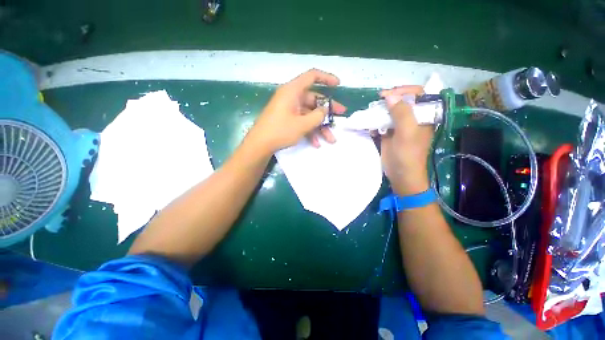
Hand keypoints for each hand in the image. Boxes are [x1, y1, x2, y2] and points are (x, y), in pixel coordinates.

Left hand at [247, 69, 346, 153]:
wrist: (260, 145)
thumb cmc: (280, 131)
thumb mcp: (302, 124)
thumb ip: (317, 116)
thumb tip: (325, 110)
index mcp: (293, 91)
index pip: (312, 76)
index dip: (326, 78)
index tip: (338, 85)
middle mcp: (291, 97)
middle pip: (314, 100)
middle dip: (328, 111)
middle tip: (340, 117)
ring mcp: (289, 109)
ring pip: (309, 114)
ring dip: (320, 127)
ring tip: (330, 139)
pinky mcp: (287, 119)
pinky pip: (302, 122)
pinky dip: (310, 131)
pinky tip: (316, 143)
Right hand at [379, 86, 433, 195]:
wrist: (401, 174)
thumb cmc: (408, 155)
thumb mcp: (407, 133)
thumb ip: (401, 113)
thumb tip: (390, 96)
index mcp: (423, 116)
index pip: (418, 94)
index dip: (403, 90)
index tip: (387, 94)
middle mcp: (412, 119)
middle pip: (402, 102)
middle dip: (389, 100)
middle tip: (377, 101)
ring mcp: (400, 127)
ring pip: (390, 112)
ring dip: (380, 111)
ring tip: (371, 111)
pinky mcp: (389, 134)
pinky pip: (382, 123)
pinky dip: (375, 122)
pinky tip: (370, 125)